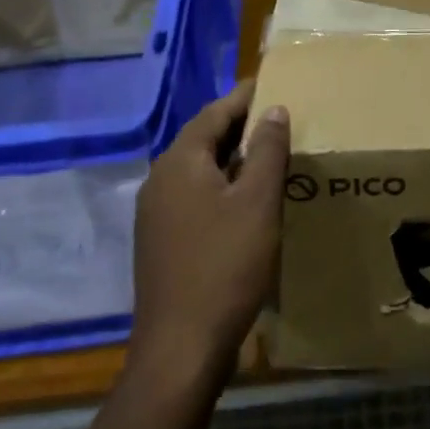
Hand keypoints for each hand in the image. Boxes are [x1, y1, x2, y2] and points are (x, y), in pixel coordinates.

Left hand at [129, 82, 289, 382]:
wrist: (181, 346)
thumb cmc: (225, 265)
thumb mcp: (257, 202)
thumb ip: (266, 151)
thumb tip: (273, 109)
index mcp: (180, 162)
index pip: (214, 114)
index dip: (243, 98)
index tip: (269, 83)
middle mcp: (160, 180)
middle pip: (201, 139)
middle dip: (237, 126)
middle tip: (274, 117)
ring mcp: (155, 213)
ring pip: (197, 170)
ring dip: (229, 158)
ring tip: (265, 154)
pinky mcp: (160, 241)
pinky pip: (192, 196)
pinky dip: (219, 186)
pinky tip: (242, 201)